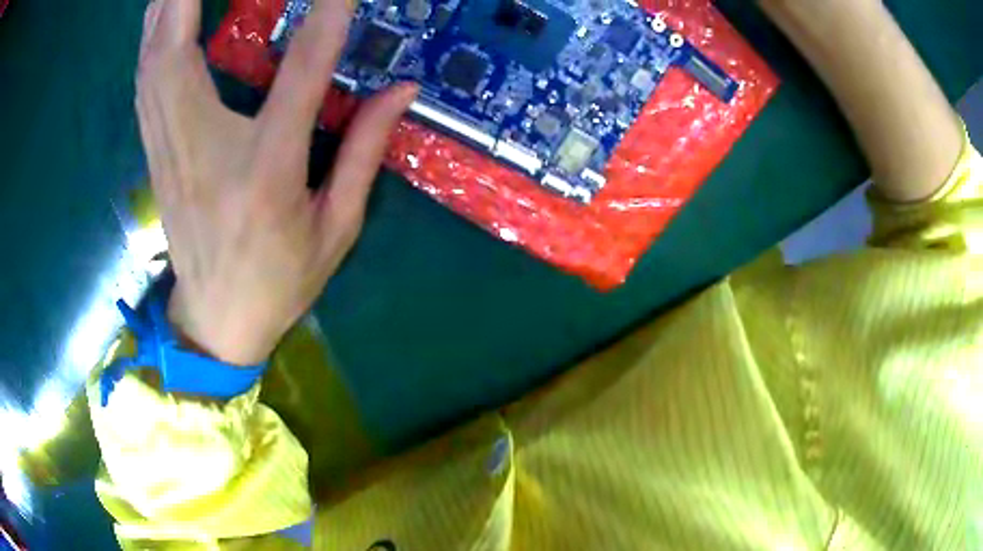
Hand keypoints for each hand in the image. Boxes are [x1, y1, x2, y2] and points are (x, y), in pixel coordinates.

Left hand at [137, 0, 415, 364]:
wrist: (216, 322)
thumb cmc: (279, 280)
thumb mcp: (336, 227)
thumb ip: (366, 152)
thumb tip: (400, 89)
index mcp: (265, 169)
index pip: (300, 73)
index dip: (326, 18)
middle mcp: (205, 149)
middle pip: (181, 54)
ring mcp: (169, 151)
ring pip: (152, 64)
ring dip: (162, 10)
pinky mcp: (154, 154)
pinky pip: (144, 85)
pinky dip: (150, 42)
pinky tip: (158, 17)